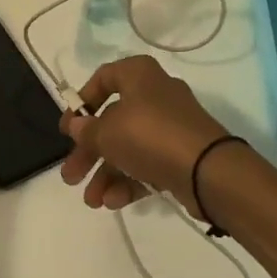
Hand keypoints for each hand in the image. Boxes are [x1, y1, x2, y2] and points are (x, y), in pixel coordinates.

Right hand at [59, 55, 229, 213]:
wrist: (208, 170)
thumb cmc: (151, 135)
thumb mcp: (107, 132)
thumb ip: (87, 131)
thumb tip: (79, 127)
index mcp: (139, 75)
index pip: (103, 78)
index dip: (82, 103)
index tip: (68, 129)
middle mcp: (155, 96)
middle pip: (112, 121)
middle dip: (88, 152)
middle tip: (70, 176)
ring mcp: (170, 127)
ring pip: (128, 147)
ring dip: (106, 174)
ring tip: (91, 201)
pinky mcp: (181, 155)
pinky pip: (147, 165)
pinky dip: (129, 181)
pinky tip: (113, 202)